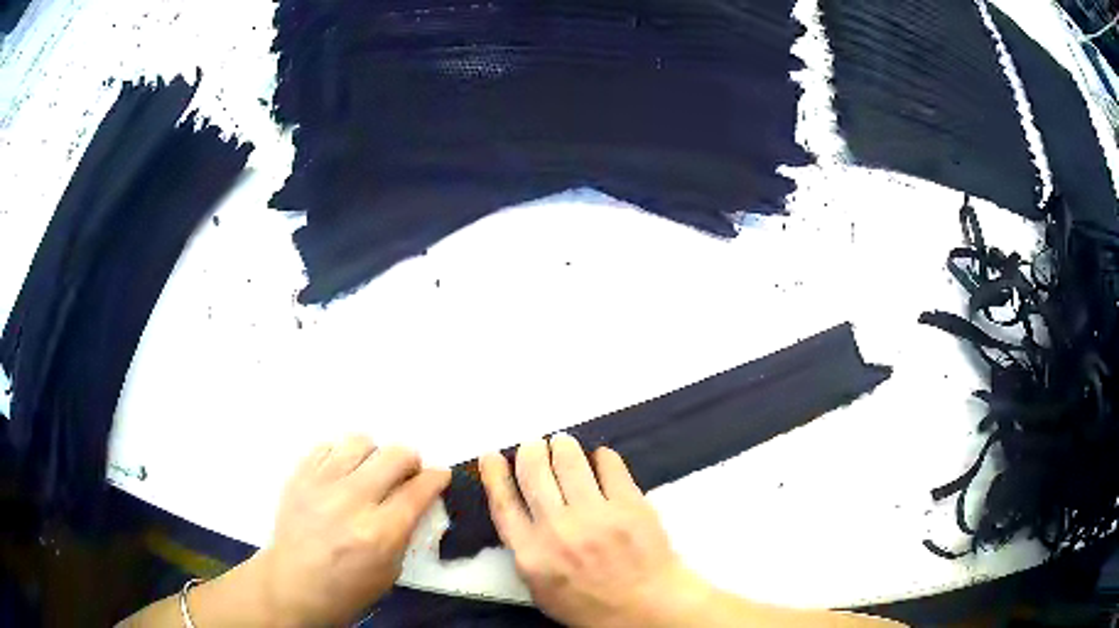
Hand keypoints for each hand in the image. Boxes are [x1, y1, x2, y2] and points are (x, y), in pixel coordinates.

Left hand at [253, 436, 449, 625]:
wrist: (292, 585)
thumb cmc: (346, 589)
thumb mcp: (390, 571)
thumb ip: (405, 532)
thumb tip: (415, 501)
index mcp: (379, 533)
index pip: (419, 490)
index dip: (436, 478)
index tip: (439, 476)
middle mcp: (351, 501)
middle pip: (394, 455)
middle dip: (410, 461)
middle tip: (406, 475)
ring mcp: (321, 484)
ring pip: (360, 442)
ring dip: (373, 455)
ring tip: (369, 473)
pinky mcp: (299, 476)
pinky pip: (327, 446)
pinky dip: (341, 456)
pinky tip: (341, 475)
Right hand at [479, 434, 710, 627]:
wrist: (645, 608)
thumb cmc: (589, 604)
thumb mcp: (540, 590)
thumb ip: (525, 552)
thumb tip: (518, 511)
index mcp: (531, 553)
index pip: (503, 502)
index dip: (494, 473)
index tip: (492, 455)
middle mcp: (557, 529)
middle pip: (533, 470)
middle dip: (531, 449)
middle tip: (536, 445)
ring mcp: (595, 515)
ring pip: (569, 459)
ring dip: (563, 445)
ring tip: (564, 444)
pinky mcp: (629, 505)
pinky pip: (609, 463)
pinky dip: (601, 456)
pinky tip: (599, 459)